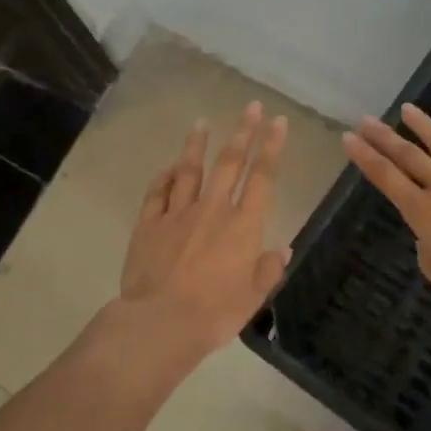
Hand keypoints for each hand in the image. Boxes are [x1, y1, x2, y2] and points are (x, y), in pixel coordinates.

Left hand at [119, 102, 290, 360]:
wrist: (160, 323)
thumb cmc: (215, 313)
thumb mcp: (253, 297)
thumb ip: (268, 269)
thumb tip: (281, 249)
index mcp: (243, 225)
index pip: (263, 177)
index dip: (272, 147)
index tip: (278, 122)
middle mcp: (213, 210)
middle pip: (230, 163)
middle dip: (243, 132)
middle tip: (251, 107)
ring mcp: (178, 213)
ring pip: (190, 170)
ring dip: (197, 145)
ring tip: (201, 123)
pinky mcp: (149, 224)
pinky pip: (158, 193)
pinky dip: (164, 177)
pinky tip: (168, 167)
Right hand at [343, 103, 430, 317]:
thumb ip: (429, 252)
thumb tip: (429, 237)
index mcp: (424, 213)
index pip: (387, 178)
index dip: (365, 158)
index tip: (349, 138)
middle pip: (409, 156)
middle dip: (384, 137)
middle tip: (366, 119)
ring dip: (423, 126)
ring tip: (407, 109)